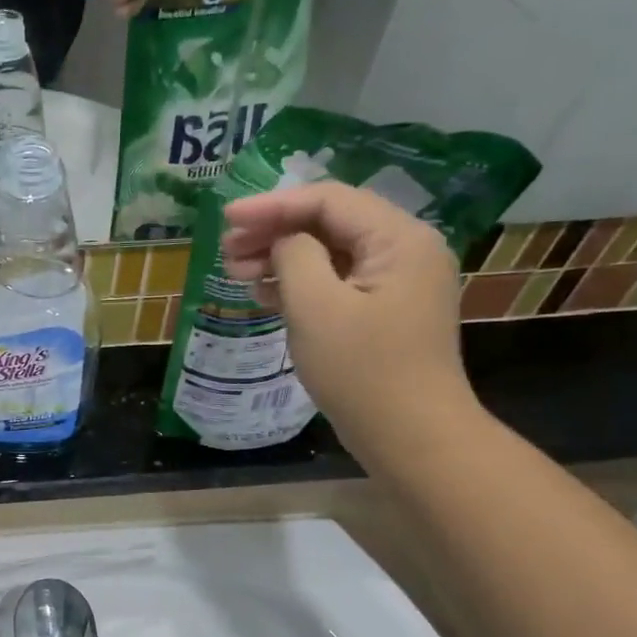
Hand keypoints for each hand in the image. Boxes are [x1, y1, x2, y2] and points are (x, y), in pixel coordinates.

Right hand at [221, 181, 476, 462]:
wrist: (411, 436)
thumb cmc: (362, 370)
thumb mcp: (316, 307)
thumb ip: (295, 257)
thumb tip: (286, 241)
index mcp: (399, 238)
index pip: (328, 200)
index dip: (272, 204)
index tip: (225, 217)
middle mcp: (406, 250)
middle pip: (331, 222)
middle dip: (275, 231)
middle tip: (226, 250)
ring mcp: (398, 283)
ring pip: (331, 252)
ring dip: (282, 257)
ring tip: (236, 271)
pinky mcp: (385, 311)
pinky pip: (338, 281)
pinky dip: (300, 283)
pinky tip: (265, 294)